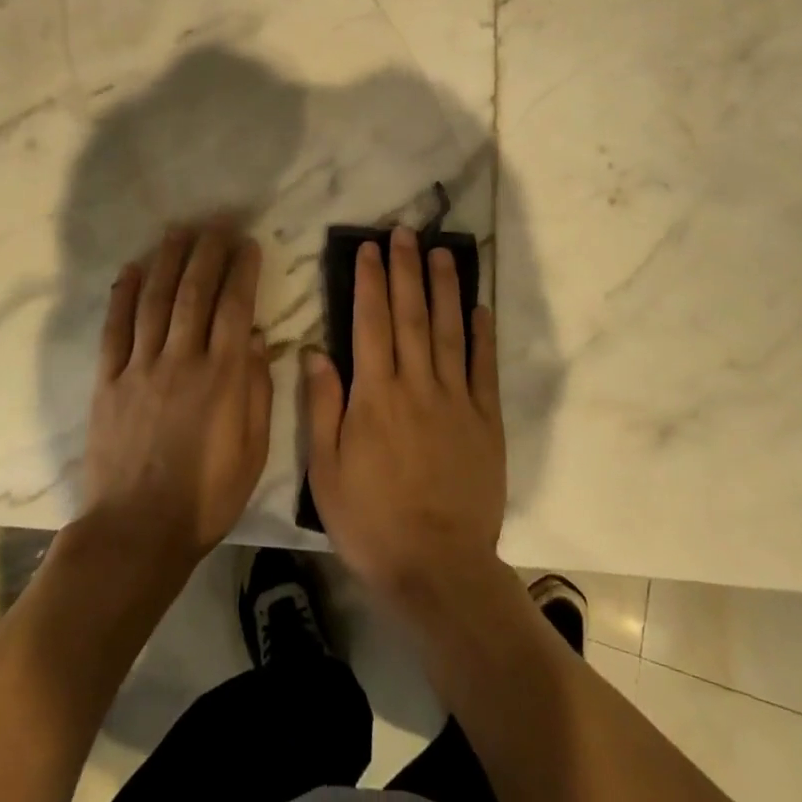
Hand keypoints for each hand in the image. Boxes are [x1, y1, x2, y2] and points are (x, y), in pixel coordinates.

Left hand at [81, 224, 271, 569]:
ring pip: (155, 300)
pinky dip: (122, 296)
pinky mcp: (108, 381)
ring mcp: (140, 368)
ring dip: (168, 261)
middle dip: (207, 251)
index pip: (235, 307)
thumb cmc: (206, 496)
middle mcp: (181, 360)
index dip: (242, 269)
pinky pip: (115, 329)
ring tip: (178, 231)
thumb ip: (256, 390)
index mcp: (221, 377)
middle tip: (216, 221)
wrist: (136, 533)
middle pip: (194, 292)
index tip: (248, 242)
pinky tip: (130, 270)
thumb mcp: (252, 450)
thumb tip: (256, 338)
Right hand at [304, 227, 505, 607]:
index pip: (370, 323)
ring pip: (448, 331)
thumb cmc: (371, 521)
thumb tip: (315, 351)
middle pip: (410, 315)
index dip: (369, 282)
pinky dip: (482, 335)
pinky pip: (484, 368)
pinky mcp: (486, 420)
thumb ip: (322, 406)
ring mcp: (456, 400)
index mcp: (374, 395)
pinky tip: (479, 307)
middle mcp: (416, 385)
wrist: (437, 569)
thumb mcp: (326, 471)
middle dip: (406, 269)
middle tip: (405, 232)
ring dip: (444, 288)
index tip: (369, 249)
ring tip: (442, 252)